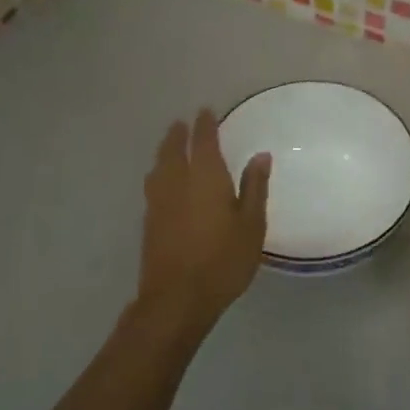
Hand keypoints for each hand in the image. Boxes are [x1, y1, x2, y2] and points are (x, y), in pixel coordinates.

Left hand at [138, 109, 270, 325]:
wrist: (177, 298)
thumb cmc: (223, 260)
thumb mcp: (252, 224)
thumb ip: (254, 187)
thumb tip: (260, 155)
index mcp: (205, 178)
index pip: (202, 141)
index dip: (205, 124)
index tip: (206, 111)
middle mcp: (177, 183)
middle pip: (172, 149)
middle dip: (178, 134)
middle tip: (183, 124)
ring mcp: (158, 202)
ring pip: (159, 167)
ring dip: (165, 152)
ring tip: (171, 147)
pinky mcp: (149, 222)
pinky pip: (154, 185)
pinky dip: (160, 173)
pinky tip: (165, 182)